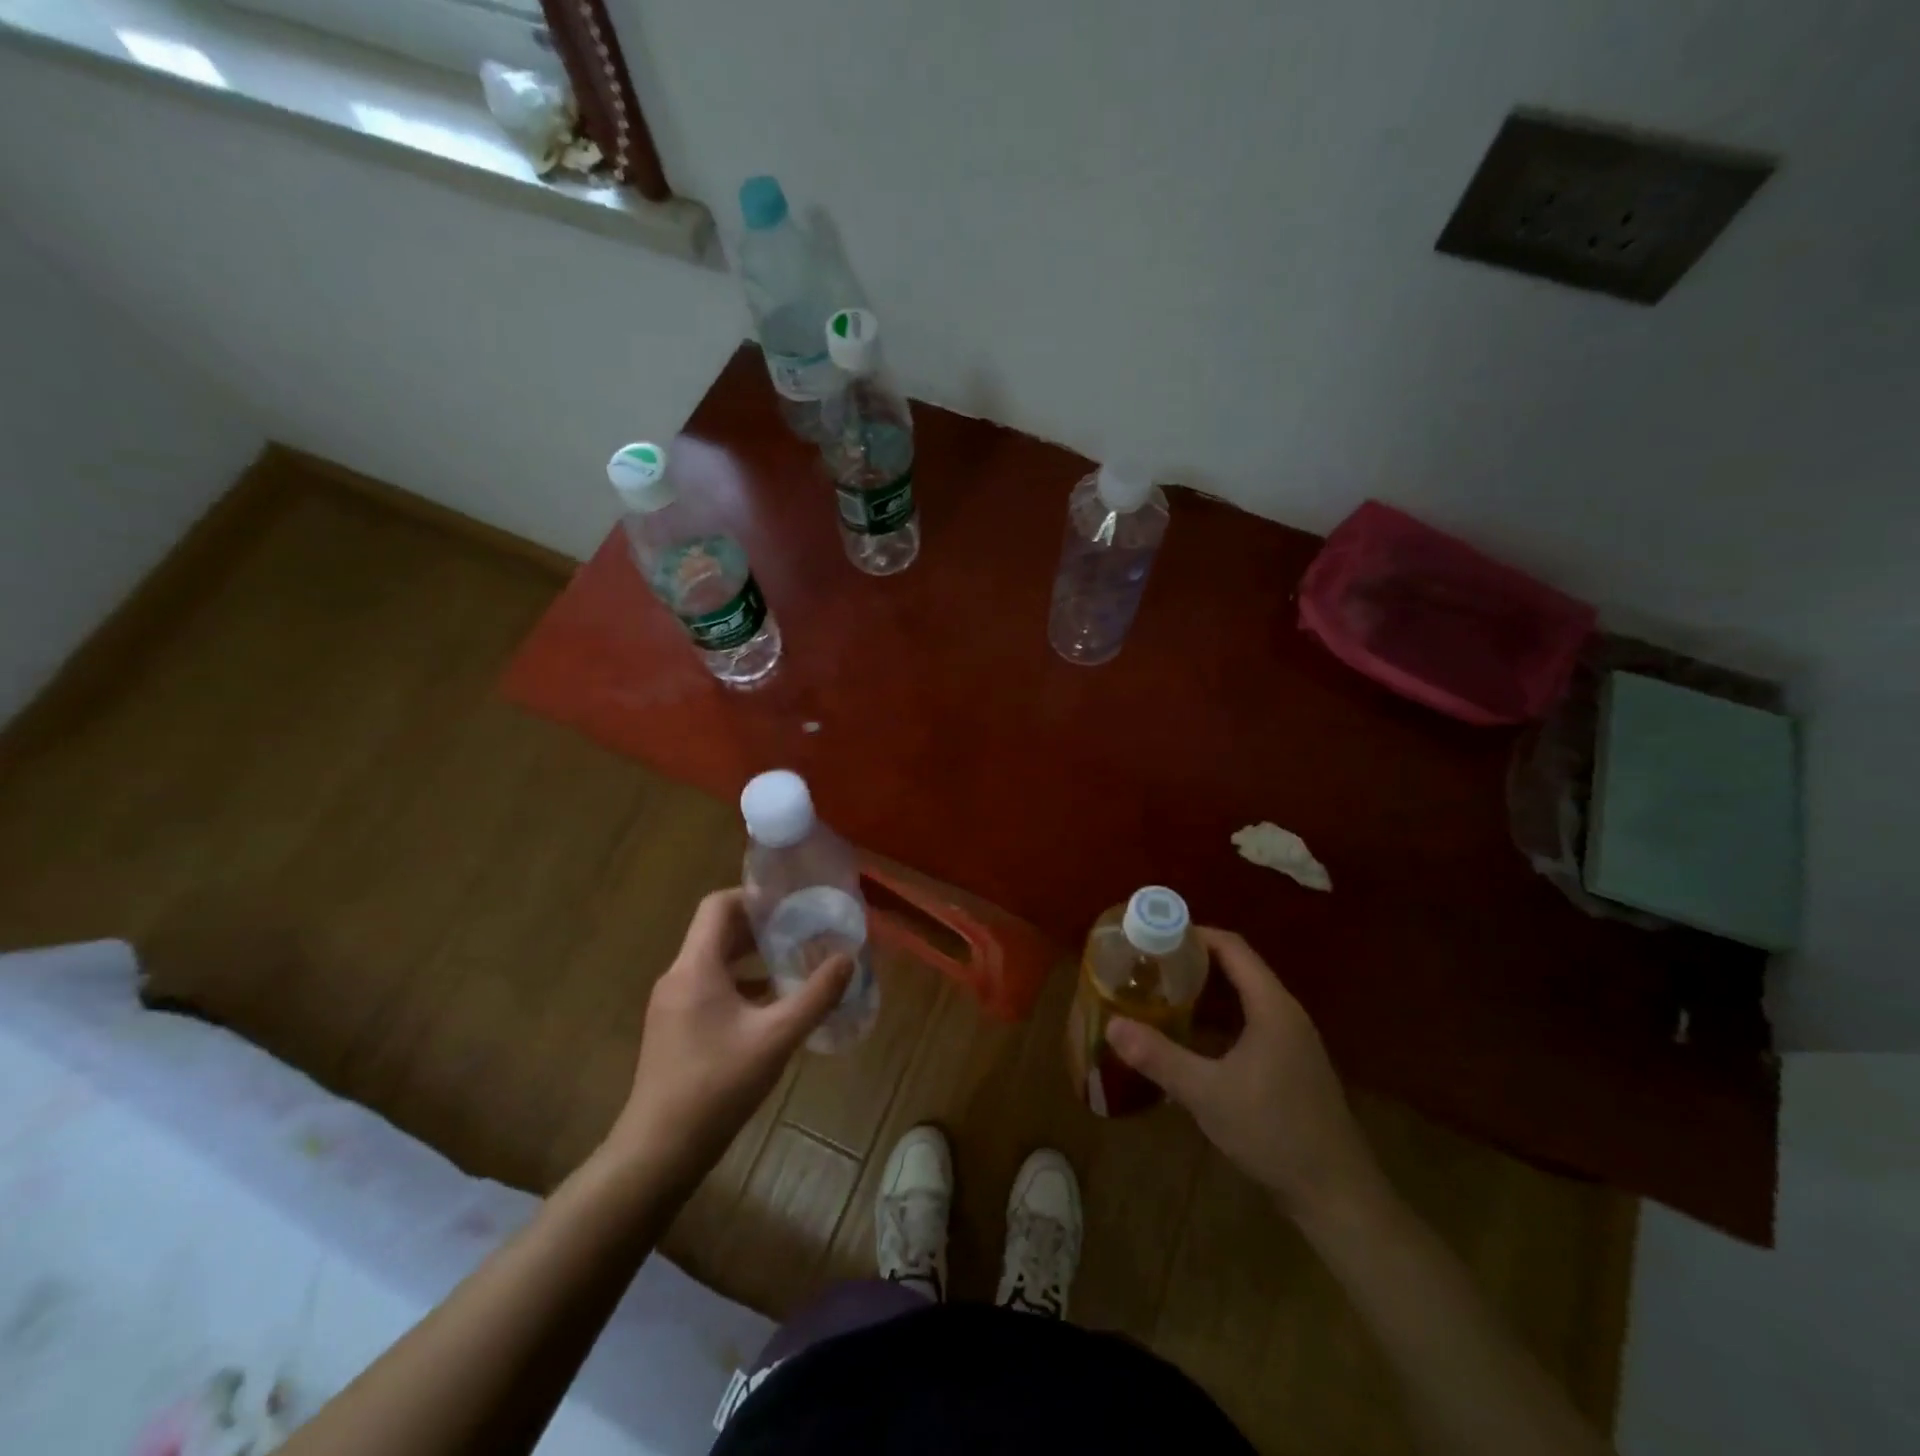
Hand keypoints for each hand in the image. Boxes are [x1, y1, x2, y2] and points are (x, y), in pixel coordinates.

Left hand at [603, 889, 852, 1186]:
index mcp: (696, 967)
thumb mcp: (776, 1038)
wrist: (658, 1151)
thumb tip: (848, 958)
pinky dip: (741, 984)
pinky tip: (772, 1004)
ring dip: (752, 956)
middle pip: (717, 931)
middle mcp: (678, 976)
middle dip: (760, 926)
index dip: (754, 897)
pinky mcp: (674, 1028)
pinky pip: (710, 988)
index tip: (791, 901)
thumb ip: (815, 996)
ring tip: (794, 960)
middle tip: (803, 928)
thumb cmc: (717, 1086)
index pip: (718, 906)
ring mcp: (672, 1004)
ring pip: (714, 961)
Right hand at [1106, 928, 1383, 1222]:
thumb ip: (1159, 1057)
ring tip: (1162, 993)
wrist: (1336, 1195)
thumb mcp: (1207, 1093)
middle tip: (1149, 964)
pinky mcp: (1291, 1066)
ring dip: (1206, 991)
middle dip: (1194, 962)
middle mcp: (1286, 1014)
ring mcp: (1293, 1041)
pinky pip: (1251, 1022)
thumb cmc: (1274, 1132)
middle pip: (1238, 969)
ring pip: (1245, 998)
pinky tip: (1192, 1036)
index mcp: (1272, 1006)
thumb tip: (1111, 1026)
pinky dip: (1220, 1018)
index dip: (1195, 934)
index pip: (1233, 948)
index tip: (1155, 935)